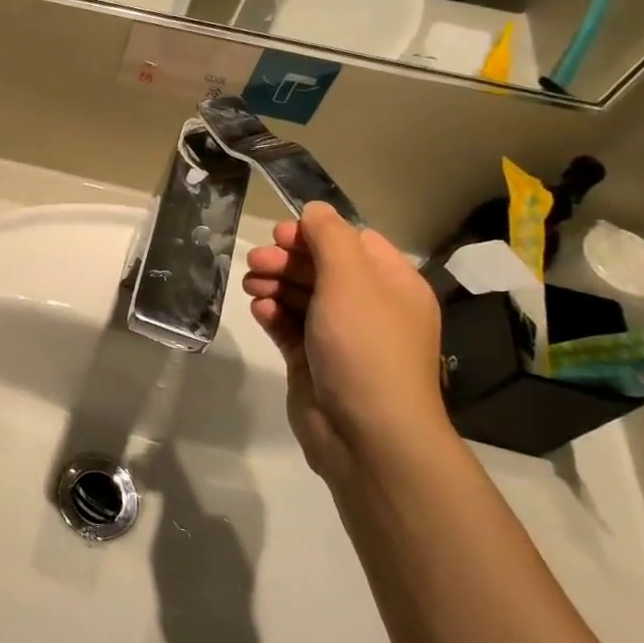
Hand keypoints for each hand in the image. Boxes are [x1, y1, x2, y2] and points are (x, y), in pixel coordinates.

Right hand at [242, 203, 445, 478]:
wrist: (366, 433)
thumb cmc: (364, 348)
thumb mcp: (350, 281)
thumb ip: (330, 238)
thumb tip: (315, 209)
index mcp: (391, 284)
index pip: (352, 242)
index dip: (315, 234)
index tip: (280, 236)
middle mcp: (369, 307)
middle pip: (322, 267)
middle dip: (287, 261)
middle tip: (255, 264)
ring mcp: (340, 336)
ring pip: (302, 296)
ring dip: (275, 285)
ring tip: (251, 286)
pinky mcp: (313, 361)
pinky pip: (290, 326)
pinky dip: (274, 315)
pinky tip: (260, 311)